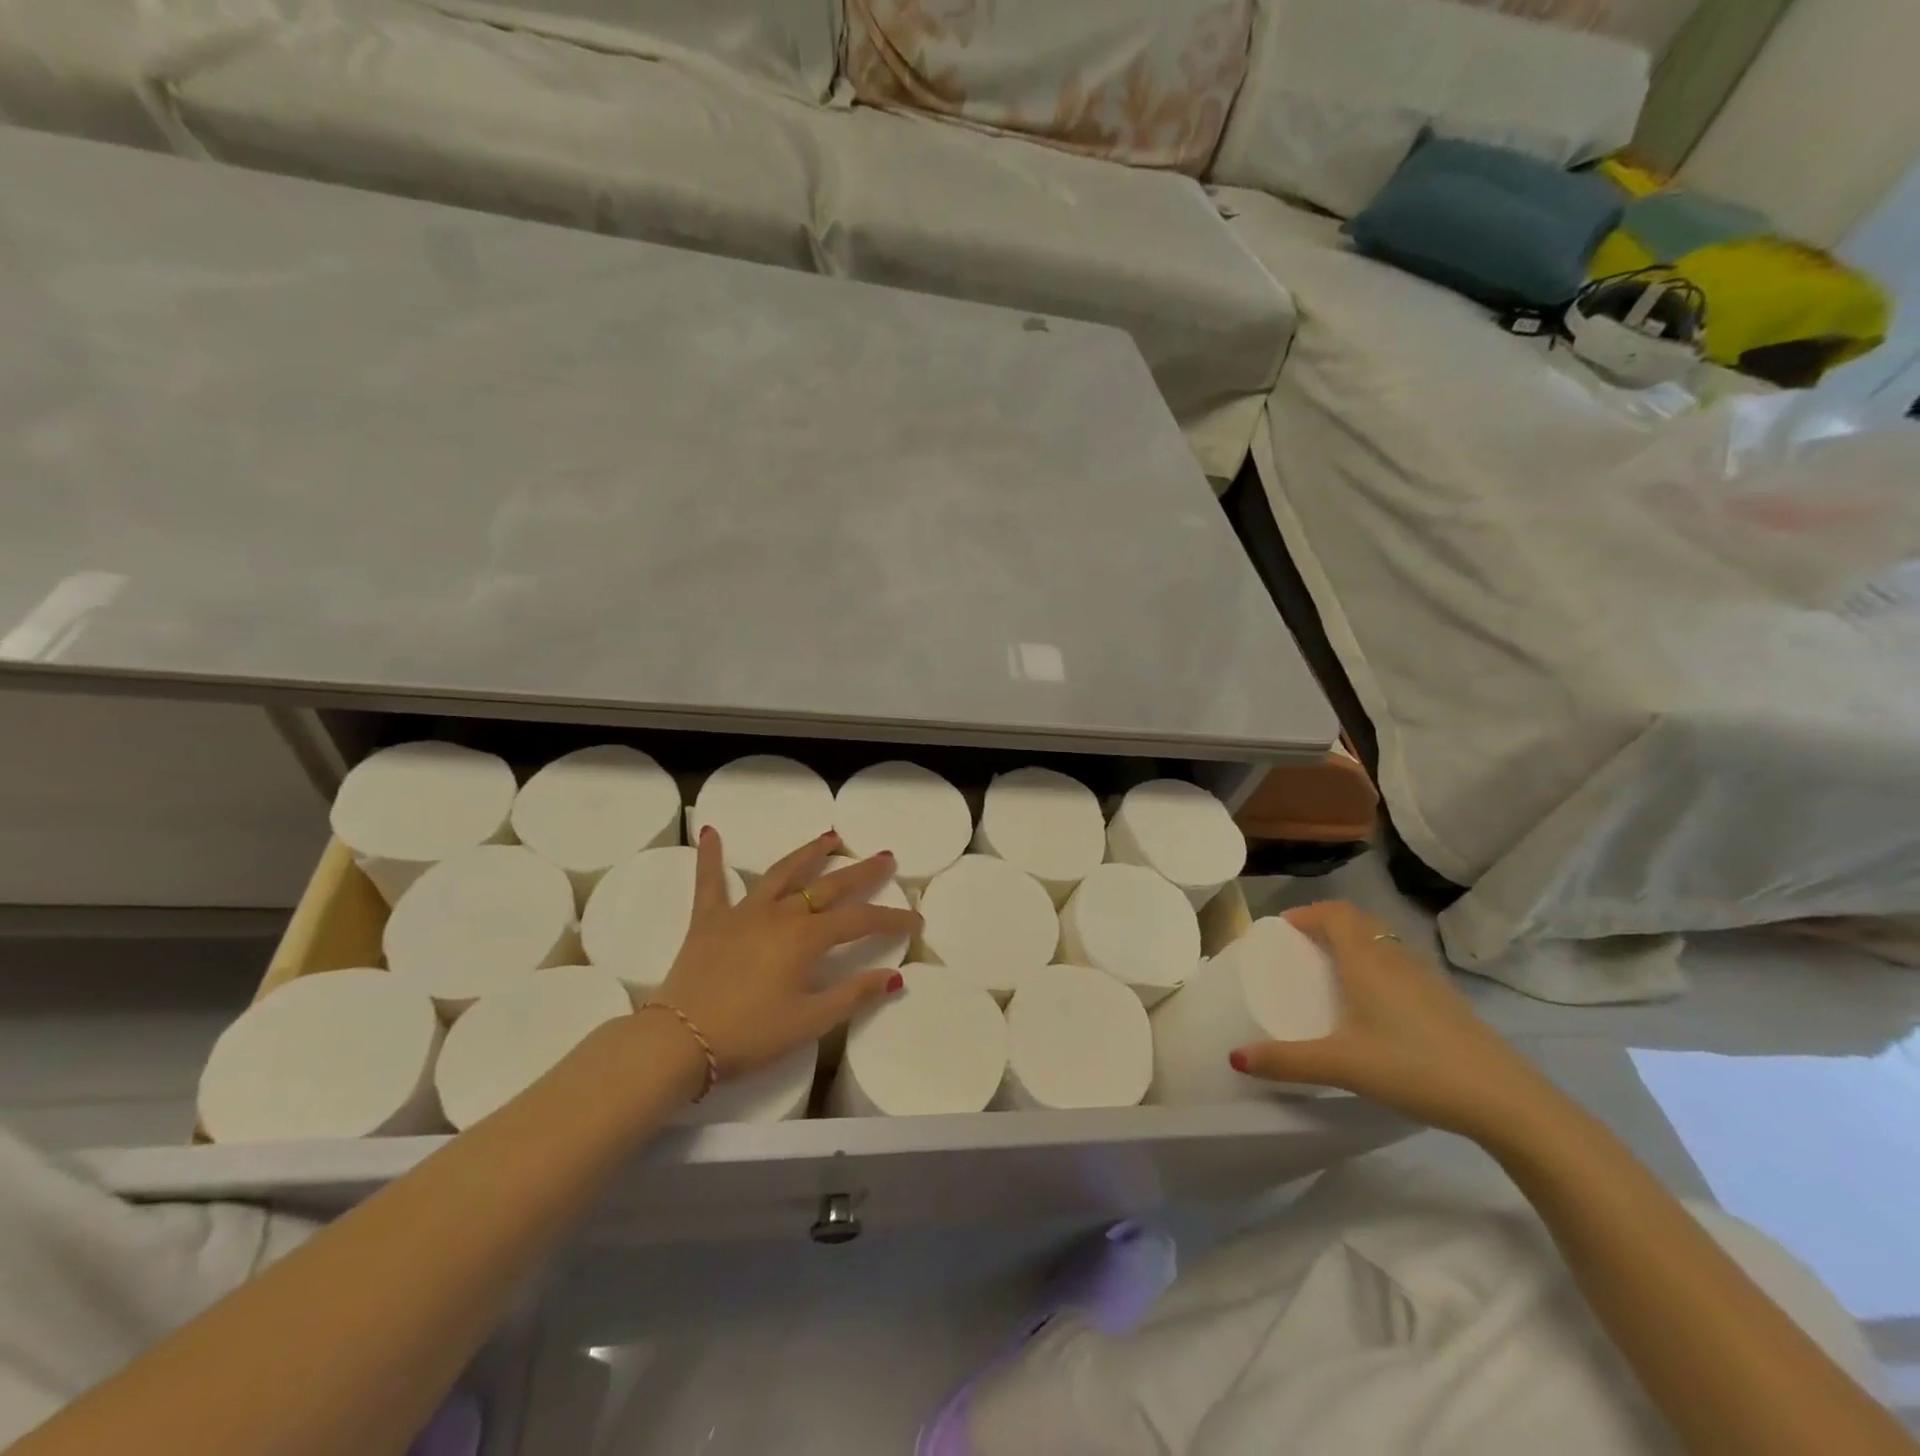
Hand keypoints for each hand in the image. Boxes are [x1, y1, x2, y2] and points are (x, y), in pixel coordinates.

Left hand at [652, 826, 920, 1081]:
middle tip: (885, 857)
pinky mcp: (709, 921)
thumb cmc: (749, 1035)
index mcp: (805, 938)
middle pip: (828, 887)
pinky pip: (710, 883)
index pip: (859, 921)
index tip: (915, 920)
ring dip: (808, 854)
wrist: (679, 1042)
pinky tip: (711, 831)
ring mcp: (742, 913)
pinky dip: (711, 857)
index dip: (891, 919)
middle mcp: (779, 914)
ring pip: (781, 873)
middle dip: (861, 872)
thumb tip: (894, 976)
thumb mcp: (809, 1022)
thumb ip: (853, 995)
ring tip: (829, 837)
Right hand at [1230, 901, 1550, 1140]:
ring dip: (1355, 946)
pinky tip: (1375, 1008)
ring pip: (1383, 944)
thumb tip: (1235, 1057)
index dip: (1307, 913)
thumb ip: (1287, 1061)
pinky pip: (1401, 967)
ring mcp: (1427, 979)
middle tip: (1301, 949)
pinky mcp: (1447, 1002)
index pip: (1335, 913)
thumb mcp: (1342, 1066)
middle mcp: (1396, 959)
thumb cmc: (1414, 1068)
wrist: (1505, 1101)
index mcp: (1367, 961)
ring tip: (1333, 974)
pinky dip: (1378, 969)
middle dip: (1327, 926)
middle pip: (1359, 922)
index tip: (1282, 930)